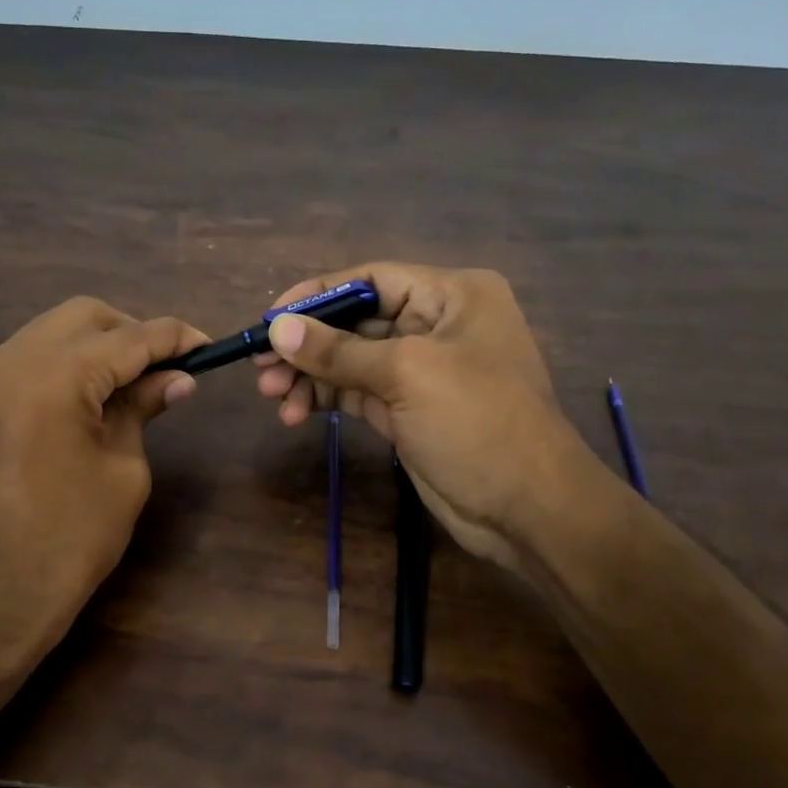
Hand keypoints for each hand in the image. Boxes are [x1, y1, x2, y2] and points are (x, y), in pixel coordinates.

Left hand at [0, 298, 206, 677]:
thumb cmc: (69, 539)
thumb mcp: (123, 470)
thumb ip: (143, 408)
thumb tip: (177, 378)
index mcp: (52, 375)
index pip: (129, 337)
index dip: (174, 337)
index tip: (208, 346)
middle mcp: (11, 358)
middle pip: (85, 316)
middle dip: (133, 332)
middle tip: (169, 368)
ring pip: (55, 332)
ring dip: (100, 346)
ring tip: (137, 383)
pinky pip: (33, 357)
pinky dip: (70, 363)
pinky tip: (97, 395)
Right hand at [254, 263, 604, 572]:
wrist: (527, 508)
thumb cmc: (477, 422)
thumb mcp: (406, 374)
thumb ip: (337, 350)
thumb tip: (276, 328)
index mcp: (451, 295)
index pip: (371, 279)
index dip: (318, 294)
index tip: (271, 317)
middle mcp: (437, 325)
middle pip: (356, 322)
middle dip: (308, 344)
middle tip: (260, 366)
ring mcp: (422, 371)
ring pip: (351, 361)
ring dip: (310, 376)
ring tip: (271, 396)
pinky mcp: (408, 410)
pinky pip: (357, 393)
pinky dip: (325, 399)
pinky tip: (294, 413)